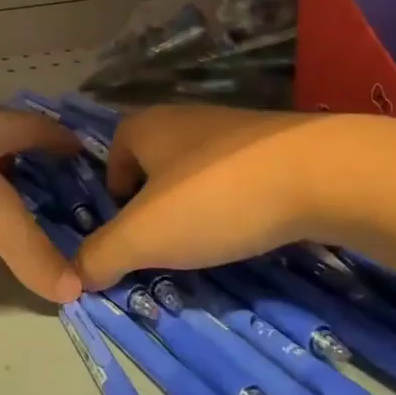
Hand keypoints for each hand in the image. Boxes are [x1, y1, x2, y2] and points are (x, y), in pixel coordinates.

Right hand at [75, 105, 362, 287]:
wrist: (322, 173)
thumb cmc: (214, 198)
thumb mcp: (143, 236)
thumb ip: (101, 255)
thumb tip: (74, 276)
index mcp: (145, 126)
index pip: (112, 156)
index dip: (114, 196)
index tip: (132, 233)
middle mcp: (185, 118)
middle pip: (155, 165)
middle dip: (156, 206)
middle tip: (167, 245)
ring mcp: (234, 129)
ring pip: (198, 173)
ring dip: (197, 207)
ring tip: (211, 242)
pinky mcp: (276, 146)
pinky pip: (238, 178)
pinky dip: (236, 204)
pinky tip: (251, 228)